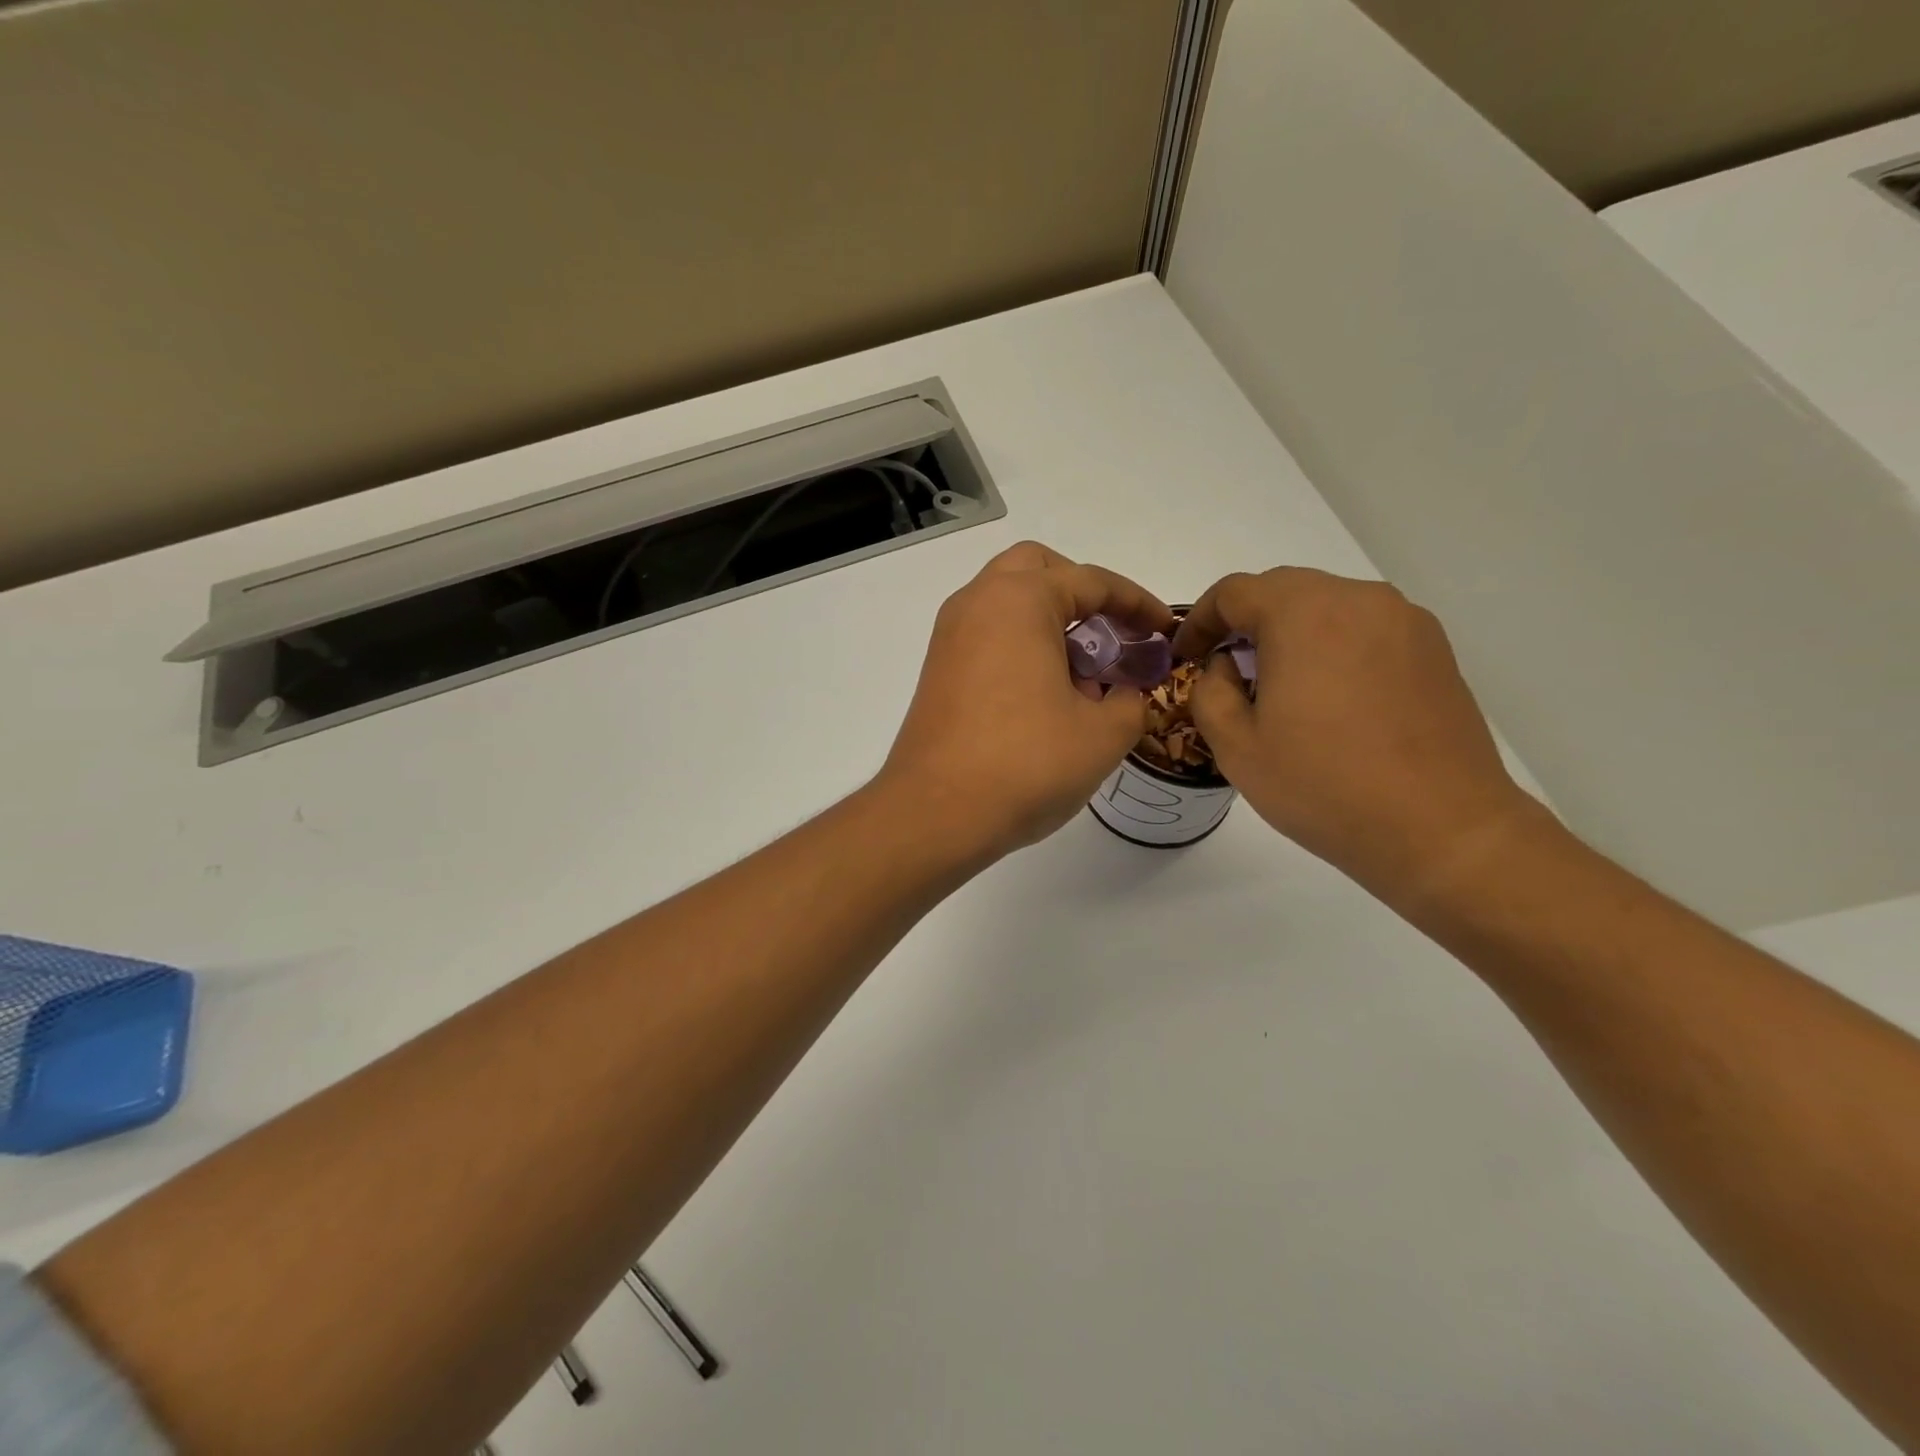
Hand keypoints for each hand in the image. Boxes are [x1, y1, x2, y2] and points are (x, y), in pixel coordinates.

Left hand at [878, 542, 1173, 860]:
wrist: (935, 813)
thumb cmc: (1025, 763)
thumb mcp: (1103, 734)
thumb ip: (1130, 700)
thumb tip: (1122, 693)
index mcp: (1019, 600)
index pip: (1091, 581)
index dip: (1137, 604)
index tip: (1165, 630)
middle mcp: (977, 604)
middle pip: (1038, 571)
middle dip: (1082, 594)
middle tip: (1112, 634)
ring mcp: (950, 637)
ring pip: (1008, 603)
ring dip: (1050, 622)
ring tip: (1085, 675)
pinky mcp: (938, 671)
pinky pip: (989, 636)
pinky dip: (1022, 646)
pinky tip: (1047, 697)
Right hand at [1170, 568, 1542, 901]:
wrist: (1440, 828)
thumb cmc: (1324, 786)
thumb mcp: (1236, 746)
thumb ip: (1211, 691)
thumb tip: (1226, 666)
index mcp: (1303, 615)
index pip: (1234, 592)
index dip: (1200, 621)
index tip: (1187, 656)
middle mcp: (1358, 600)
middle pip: (1283, 589)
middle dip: (1245, 622)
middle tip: (1227, 669)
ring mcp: (1404, 621)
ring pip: (1328, 605)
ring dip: (1291, 632)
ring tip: (1280, 685)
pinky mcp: (1434, 649)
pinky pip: (1365, 628)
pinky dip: (1333, 645)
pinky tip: (1331, 698)